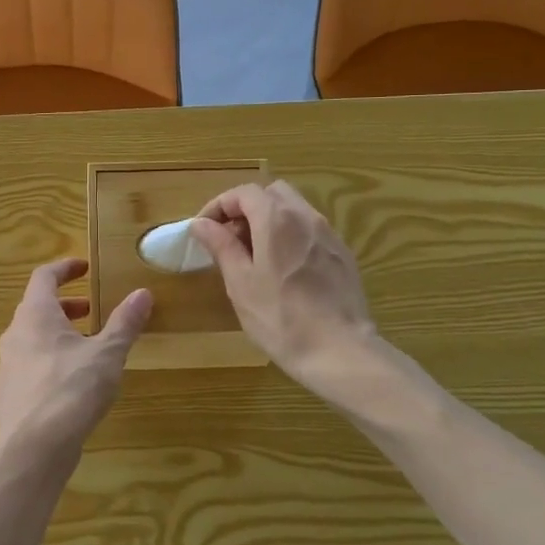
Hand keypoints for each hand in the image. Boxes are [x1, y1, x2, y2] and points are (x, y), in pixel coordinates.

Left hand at [0, 260, 151, 464]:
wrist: (34, 448)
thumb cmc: (72, 389)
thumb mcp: (107, 354)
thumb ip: (124, 323)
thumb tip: (142, 293)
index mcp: (35, 315)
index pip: (44, 277)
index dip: (65, 268)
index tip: (85, 267)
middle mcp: (14, 335)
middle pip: (36, 308)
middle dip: (65, 307)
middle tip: (91, 311)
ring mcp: (7, 367)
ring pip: (31, 340)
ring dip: (57, 336)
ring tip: (86, 349)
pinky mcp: (7, 396)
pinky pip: (28, 368)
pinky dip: (48, 363)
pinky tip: (69, 385)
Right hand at [189, 180, 378, 394]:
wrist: (340, 351)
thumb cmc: (281, 319)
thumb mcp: (240, 283)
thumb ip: (221, 246)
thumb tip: (201, 223)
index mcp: (277, 219)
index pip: (243, 192)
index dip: (219, 205)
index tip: (204, 230)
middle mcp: (306, 217)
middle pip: (272, 193)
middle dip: (246, 208)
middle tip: (229, 239)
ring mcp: (329, 234)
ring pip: (294, 209)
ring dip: (269, 221)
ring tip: (254, 256)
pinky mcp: (343, 254)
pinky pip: (311, 230)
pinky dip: (290, 235)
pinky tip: (284, 269)